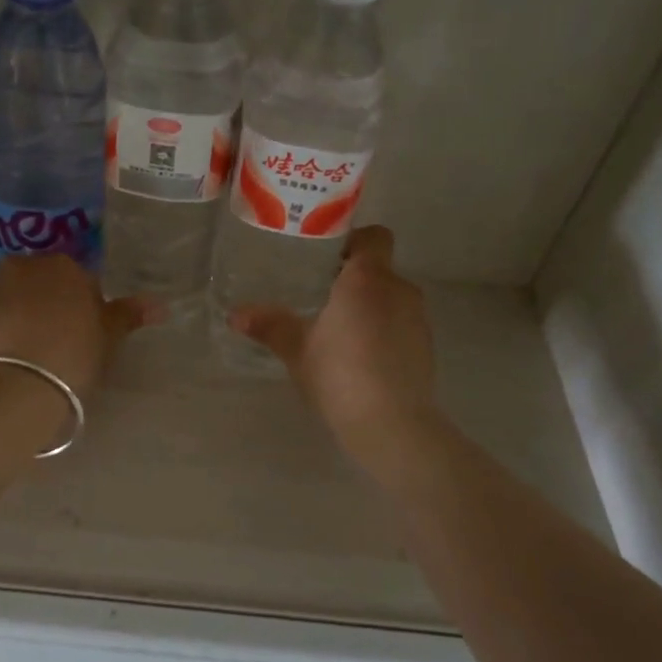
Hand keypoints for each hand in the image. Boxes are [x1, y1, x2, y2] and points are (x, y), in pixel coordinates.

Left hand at [0, 255, 153, 401]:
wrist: (14, 387)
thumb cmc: (72, 357)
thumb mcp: (108, 339)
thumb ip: (130, 315)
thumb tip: (161, 304)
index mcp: (63, 267)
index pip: (81, 282)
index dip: (85, 310)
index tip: (85, 338)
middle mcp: (22, 267)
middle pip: (42, 285)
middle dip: (49, 307)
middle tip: (57, 346)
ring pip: (11, 300)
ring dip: (19, 317)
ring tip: (28, 356)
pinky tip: (4, 361)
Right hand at [227, 226, 439, 464]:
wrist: (392, 425)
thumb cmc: (339, 375)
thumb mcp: (297, 349)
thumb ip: (269, 325)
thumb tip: (235, 314)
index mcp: (367, 279)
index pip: (374, 236)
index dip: (353, 240)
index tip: (326, 259)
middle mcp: (399, 289)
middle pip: (379, 269)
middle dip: (353, 279)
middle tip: (320, 297)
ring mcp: (418, 319)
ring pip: (391, 298)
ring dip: (369, 306)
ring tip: (339, 331)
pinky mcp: (426, 346)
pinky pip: (401, 324)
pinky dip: (384, 331)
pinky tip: (361, 358)